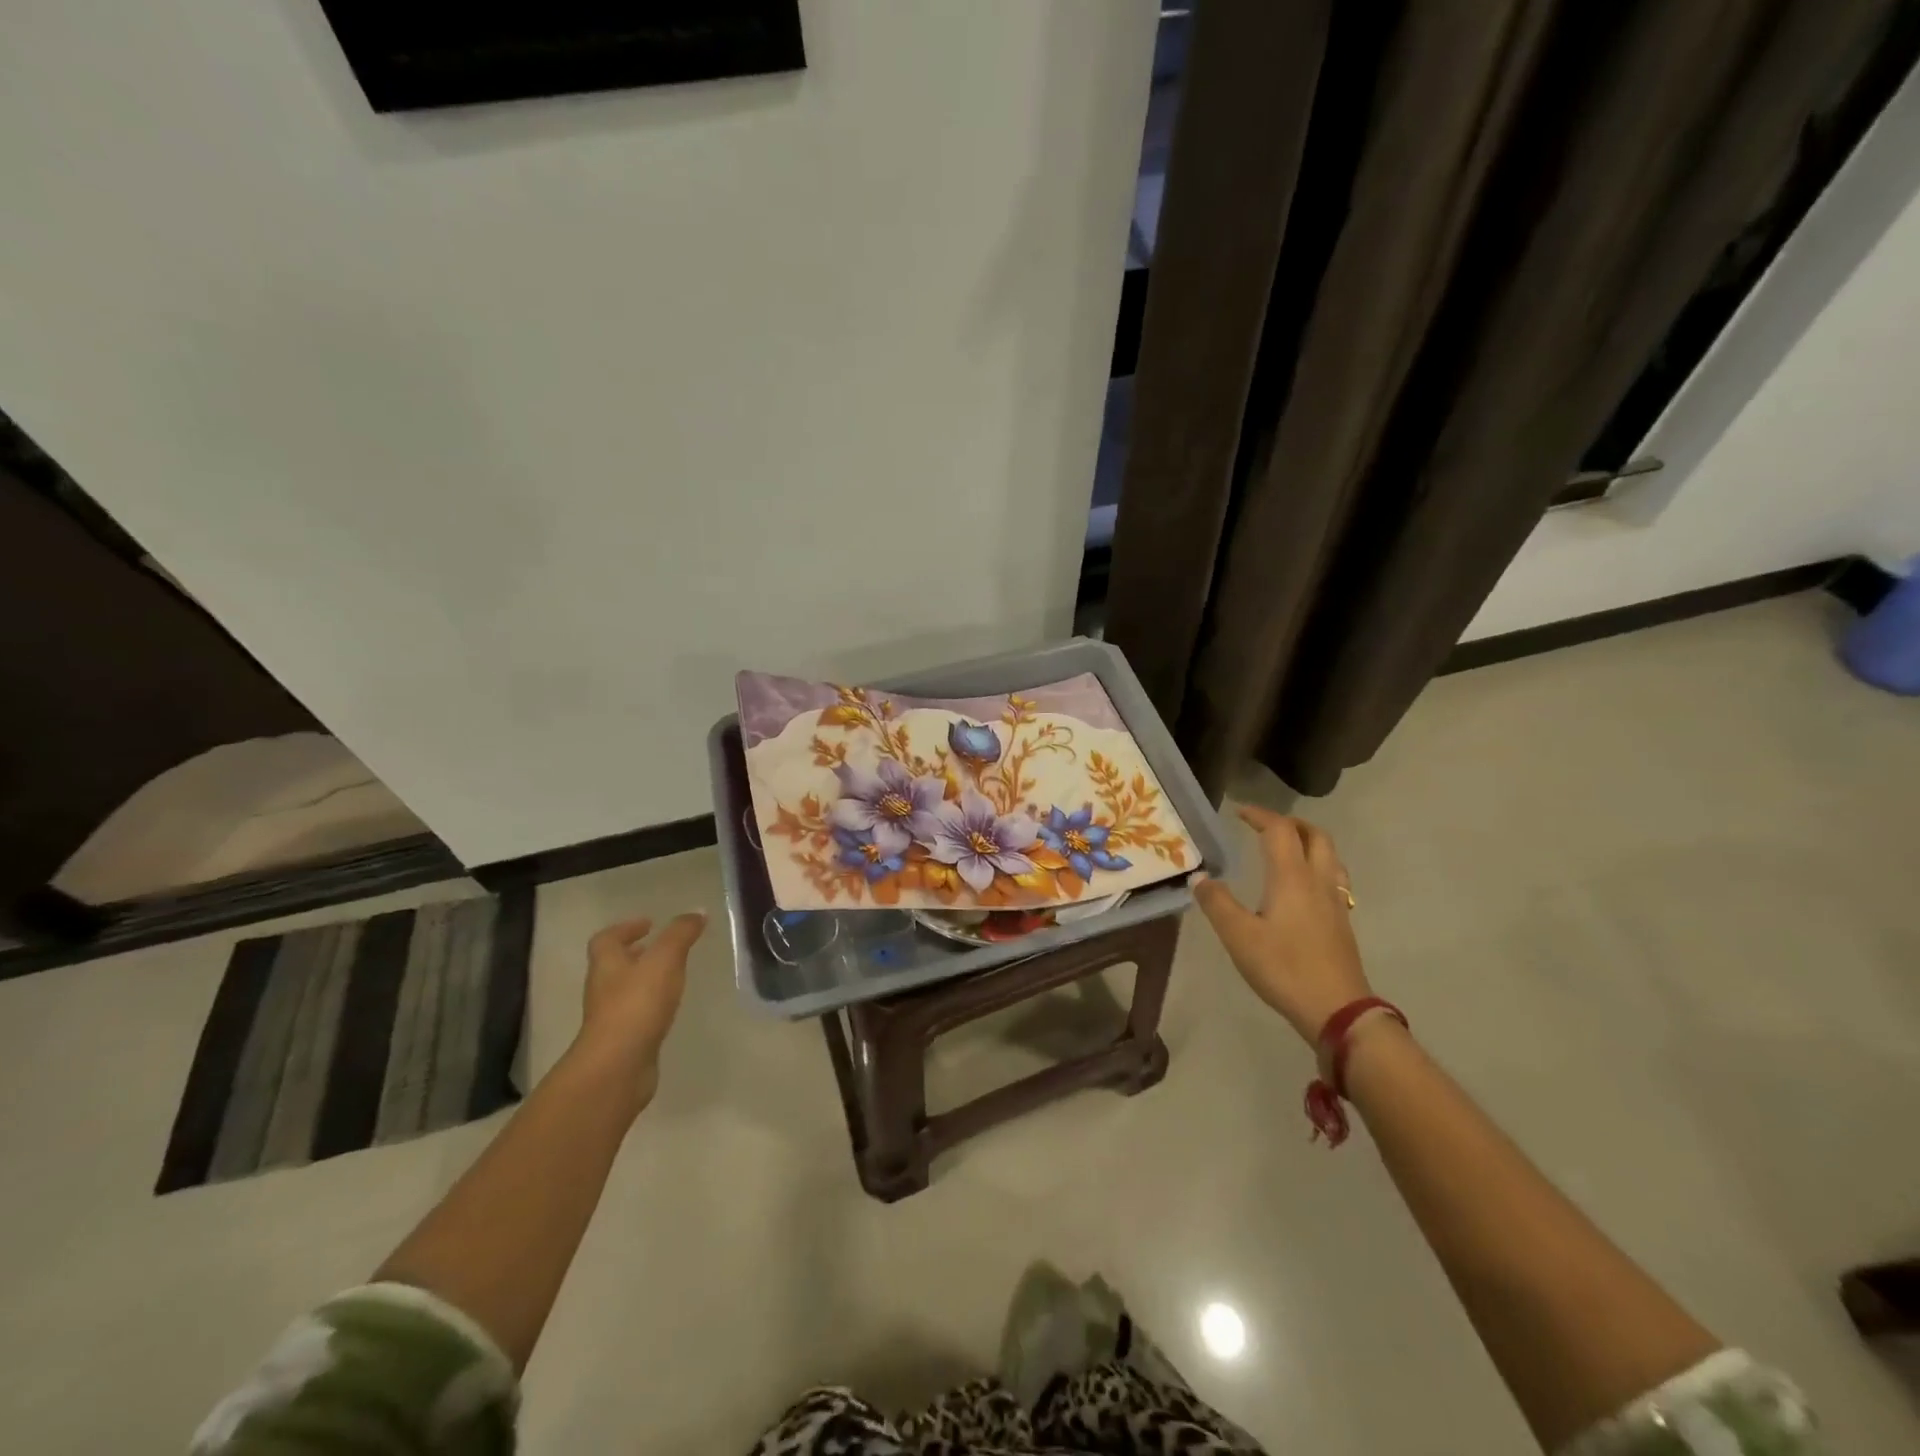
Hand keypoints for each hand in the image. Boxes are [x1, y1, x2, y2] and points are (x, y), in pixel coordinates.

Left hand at [575, 912, 705, 1106]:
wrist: (617, 1067)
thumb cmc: (637, 1004)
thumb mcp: (665, 960)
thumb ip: (681, 934)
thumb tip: (697, 912)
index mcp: (607, 964)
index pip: (607, 939)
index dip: (625, 928)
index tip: (649, 923)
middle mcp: (603, 988)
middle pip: (614, 965)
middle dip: (636, 954)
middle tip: (662, 948)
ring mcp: (611, 1018)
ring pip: (626, 991)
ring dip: (644, 981)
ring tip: (672, 976)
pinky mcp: (623, 1042)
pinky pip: (636, 1016)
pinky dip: (650, 1007)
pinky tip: (670, 1009)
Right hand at [1192, 808, 1368, 1043]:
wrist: (1338, 1010)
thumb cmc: (1284, 968)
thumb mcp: (1239, 936)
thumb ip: (1217, 903)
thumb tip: (1199, 877)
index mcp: (1292, 877)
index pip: (1280, 830)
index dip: (1259, 815)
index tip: (1238, 812)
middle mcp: (1318, 881)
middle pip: (1315, 835)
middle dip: (1290, 823)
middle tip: (1264, 826)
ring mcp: (1336, 902)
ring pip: (1330, 856)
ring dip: (1308, 842)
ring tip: (1286, 848)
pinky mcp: (1342, 922)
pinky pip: (1334, 878)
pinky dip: (1317, 866)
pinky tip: (1303, 887)